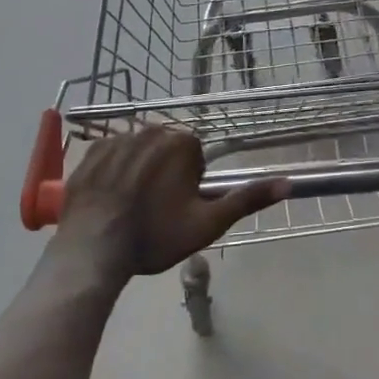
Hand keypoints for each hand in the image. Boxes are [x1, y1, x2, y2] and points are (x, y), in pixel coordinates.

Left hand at [53, 126, 288, 282]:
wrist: (95, 248)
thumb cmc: (156, 235)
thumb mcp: (209, 222)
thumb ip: (248, 199)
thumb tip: (288, 182)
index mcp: (181, 142)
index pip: (194, 156)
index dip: (189, 184)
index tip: (177, 208)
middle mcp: (150, 130)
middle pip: (166, 151)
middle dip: (165, 174)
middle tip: (155, 211)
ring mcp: (116, 138)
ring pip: (138, 153)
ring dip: (139, 172)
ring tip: (130, 208)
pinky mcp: (90, 152)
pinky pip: (110, 156)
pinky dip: (112, 173)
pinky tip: (109, 200)